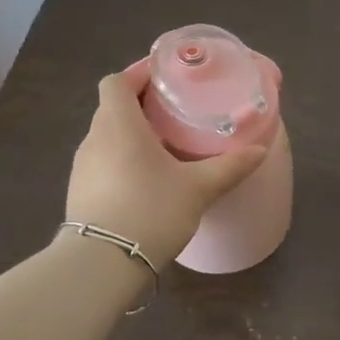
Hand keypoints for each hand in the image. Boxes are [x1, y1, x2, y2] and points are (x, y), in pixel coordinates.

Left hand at [66, 59, 268, 266]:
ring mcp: (82, 167)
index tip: (166, 79)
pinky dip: (122, 160)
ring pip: (107, 136)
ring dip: (131, 135)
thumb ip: (230, 166)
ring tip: (164, 146)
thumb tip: (260, 149)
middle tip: (175, 112)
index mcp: (119, 124)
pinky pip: (102, 162)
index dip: (138, 74)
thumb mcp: (198, 188)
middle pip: (113, 107)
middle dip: (141, 105)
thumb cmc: (150, 210)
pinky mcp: (79, 192)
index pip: (117, 81)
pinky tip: (146, 180)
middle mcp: (94, 138)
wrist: (102, 264)